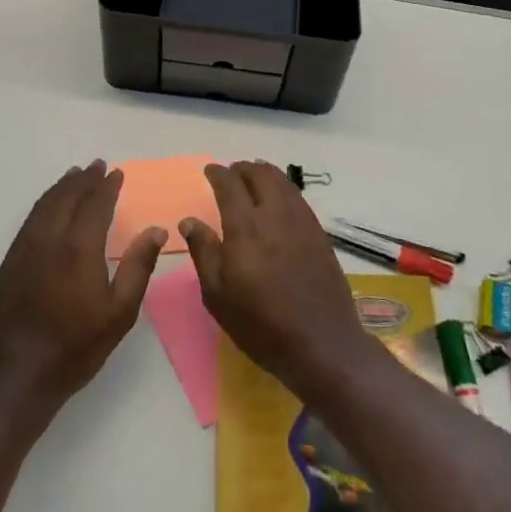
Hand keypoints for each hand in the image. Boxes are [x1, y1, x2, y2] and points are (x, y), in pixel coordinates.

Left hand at [0, 161, 164, 415]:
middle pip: (67, 197)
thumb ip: (138, 267)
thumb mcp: (119, 313)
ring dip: (62, 186)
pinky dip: (44, 203)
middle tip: (97, 166)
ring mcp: (25, 248)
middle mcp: (50, 239)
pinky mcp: (9, 261)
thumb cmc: (75, 347)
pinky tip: (50, 205)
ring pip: (45, 205)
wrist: (15, 375)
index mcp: (79, 249)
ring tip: (75, 175)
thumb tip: (156, 230)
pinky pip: (30, 219)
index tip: (117, 173)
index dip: (107, 187)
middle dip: (83, 179)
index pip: (95, 205)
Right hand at [180, 161, 379, 402]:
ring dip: (264, 174)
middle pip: (259, 174)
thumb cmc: (260, 323)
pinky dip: (282, 189)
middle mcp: (275, 214)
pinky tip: (277, 202)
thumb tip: (189, 221)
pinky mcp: (318, 232)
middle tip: (231, 175)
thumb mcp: (218, 295)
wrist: (321, 342)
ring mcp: (301, 221)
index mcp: (246, 226)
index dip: (218, 173)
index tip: (209, 171)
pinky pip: (297, 197)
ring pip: (282, 181)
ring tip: (253, 180)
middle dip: (242, 169)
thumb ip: (203, 252)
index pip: (229, 184)